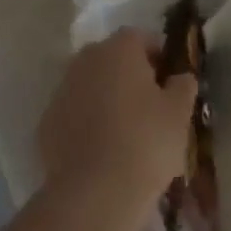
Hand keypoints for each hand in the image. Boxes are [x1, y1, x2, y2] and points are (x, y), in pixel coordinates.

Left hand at [38, 31, 197, 211]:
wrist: (94, 192)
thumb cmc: (146, 142)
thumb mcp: (179, 113)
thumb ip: (183, 86)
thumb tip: (180, 76)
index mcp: (119, 49)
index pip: (142, 38)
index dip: (158, 57)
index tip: (169, 82)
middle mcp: (86, 60)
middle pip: (112, 58)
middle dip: (129, 75)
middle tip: (149, 106)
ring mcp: (62, 89)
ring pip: (90, 84)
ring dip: (105, 97)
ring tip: (125, 131)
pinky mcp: (47, 121)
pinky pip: (74, 112)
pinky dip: (86, 122)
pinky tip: (101, 150)